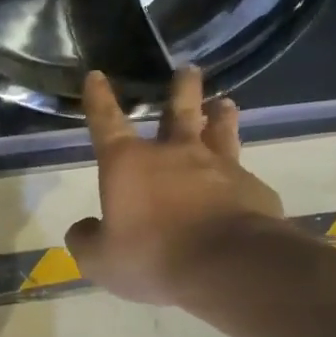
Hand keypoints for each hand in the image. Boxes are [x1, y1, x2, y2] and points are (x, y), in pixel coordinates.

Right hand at [65, 67, 286, 305]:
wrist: (226, 265)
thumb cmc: (151, 257)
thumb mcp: (99, 260)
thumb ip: (86, 240)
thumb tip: (84, 228)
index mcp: (128, 165)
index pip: (107, 124)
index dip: (99, 101)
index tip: (96, 76)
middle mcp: (174, 155)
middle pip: (178, 112)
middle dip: (180, 90)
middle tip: (187, 71)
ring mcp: (219, 167)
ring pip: (220, 131)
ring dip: (219, 115)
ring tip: (223, 104)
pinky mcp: (251, 189)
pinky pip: (241, 175)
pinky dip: (237, 173)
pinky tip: (240, 180)